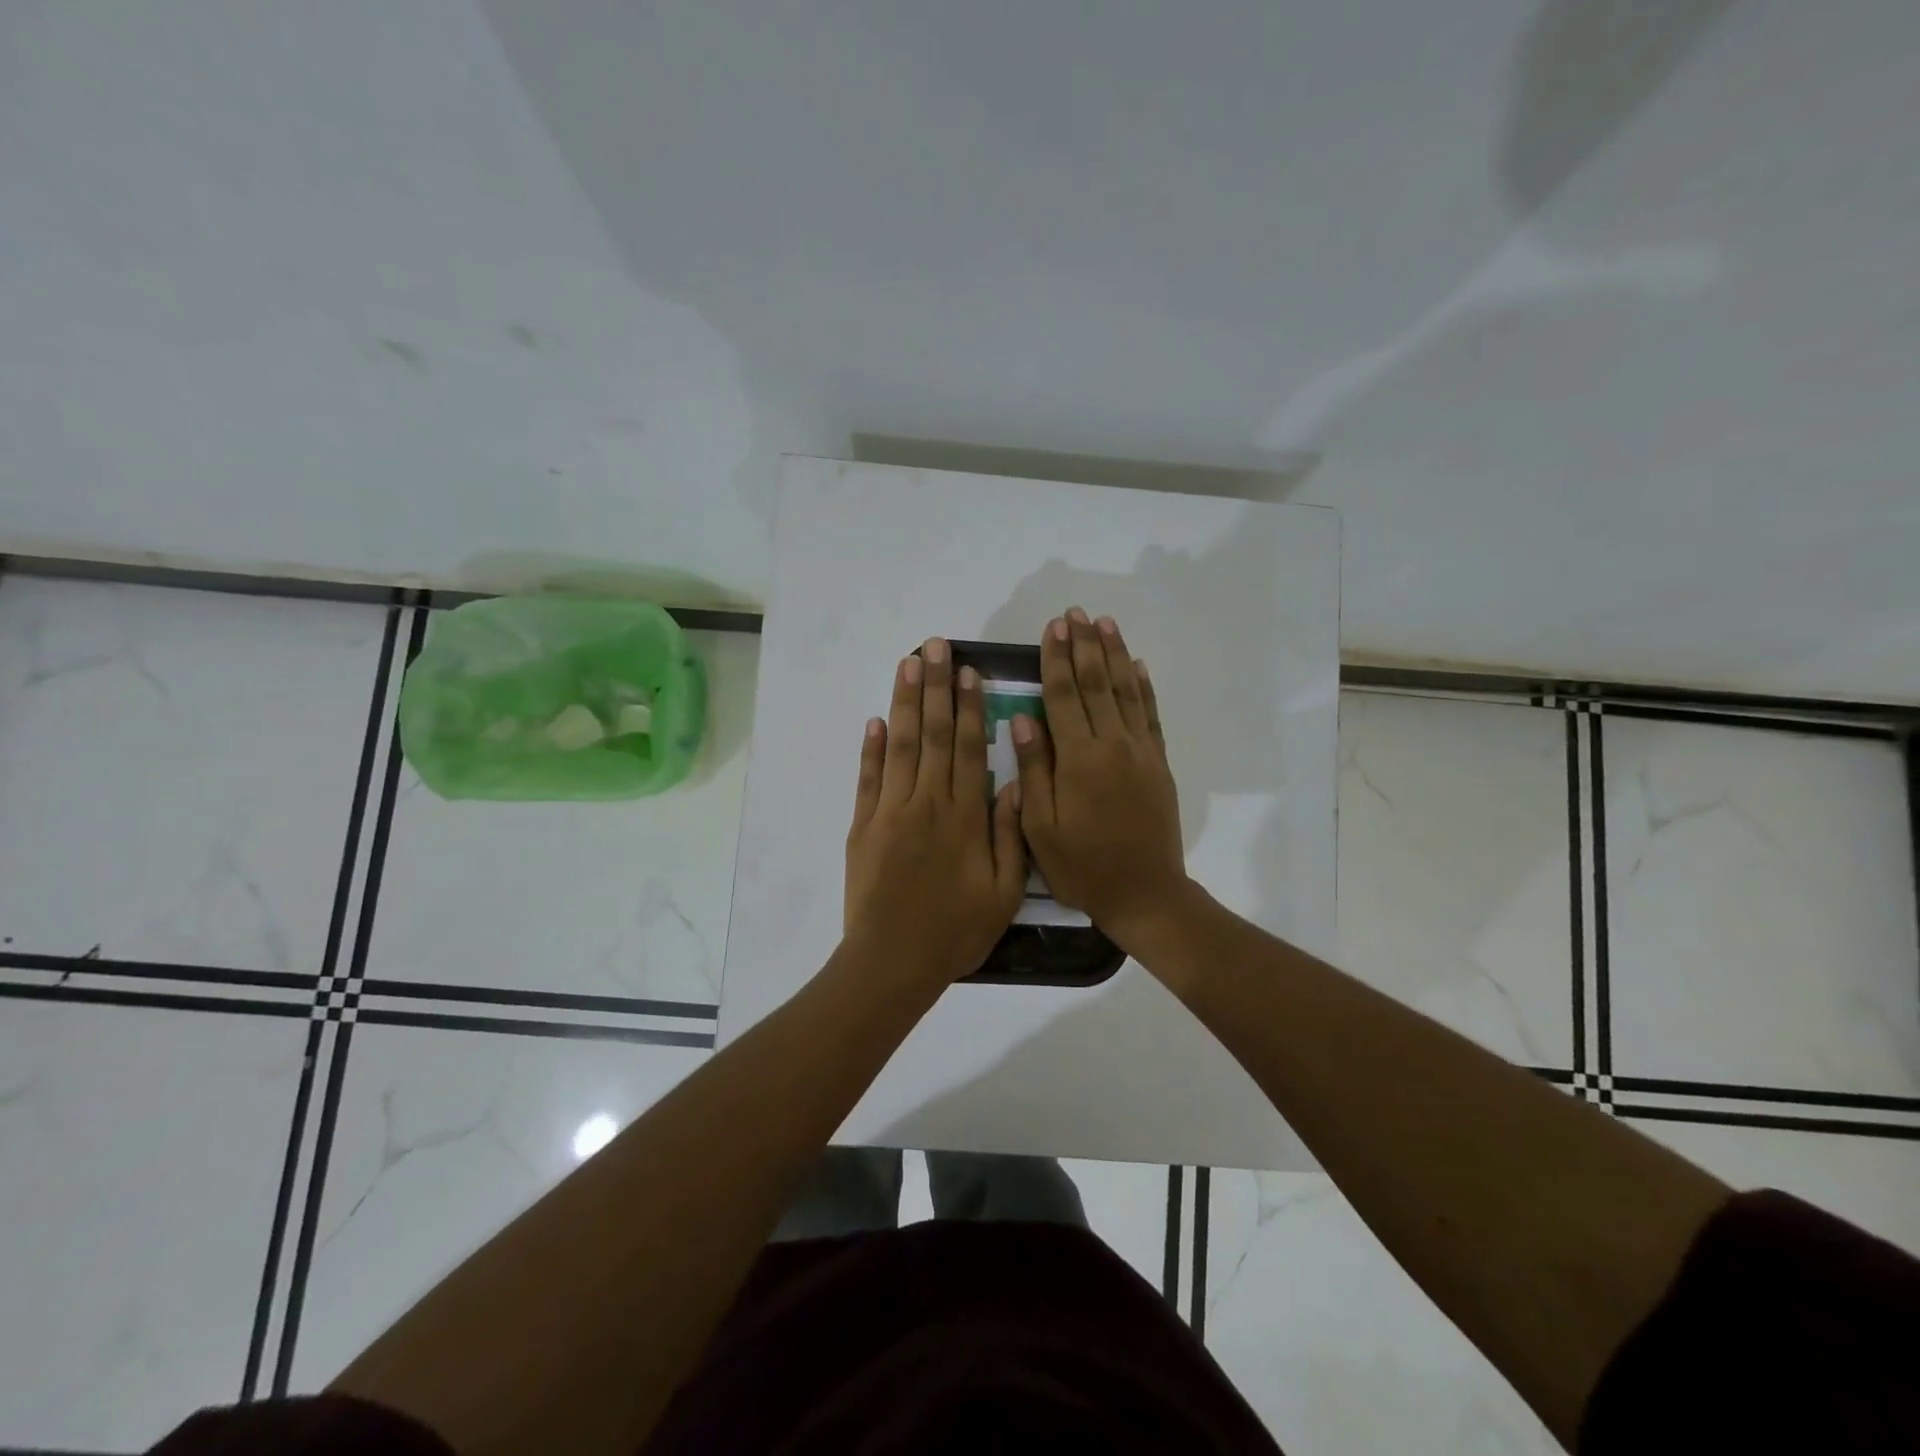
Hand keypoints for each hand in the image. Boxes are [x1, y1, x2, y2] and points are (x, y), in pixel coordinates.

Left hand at [844, 638, 1026, 987]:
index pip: (966, 747)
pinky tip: (875, 720)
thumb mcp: (1003, 891)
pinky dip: (870, 748)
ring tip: (907, 664)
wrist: (893, 961)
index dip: (967, 706)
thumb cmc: (956, 931)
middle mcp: (926, 803)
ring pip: (898, 746)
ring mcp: (889, 812)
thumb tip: (1014, 781)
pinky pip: (867, 779)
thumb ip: (1010, 834)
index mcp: (964, 816)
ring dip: (903, 703)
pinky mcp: (862, 827)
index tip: (967, 671)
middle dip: (934, 686)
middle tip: (934, 646)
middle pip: (931, 734)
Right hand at [1011, 609, 1190, 949]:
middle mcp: (1113, 745)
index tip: (1053, 628)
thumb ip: (1034, 770)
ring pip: (1126, 691)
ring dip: (1115, 654)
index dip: (1056, 659)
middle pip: (1097, 683)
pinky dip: (1144, 687)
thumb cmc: (1082, 866)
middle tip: (1076, 613)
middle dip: (1084, 646)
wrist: (1145, 894)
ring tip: (1105, 623)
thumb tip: (1023, 720)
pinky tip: (1138, 665)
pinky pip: (1150, 715)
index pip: (1064, 696)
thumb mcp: (1040, 828)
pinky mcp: (1159, 764)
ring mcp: (1141, 752)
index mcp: (1079, 759)